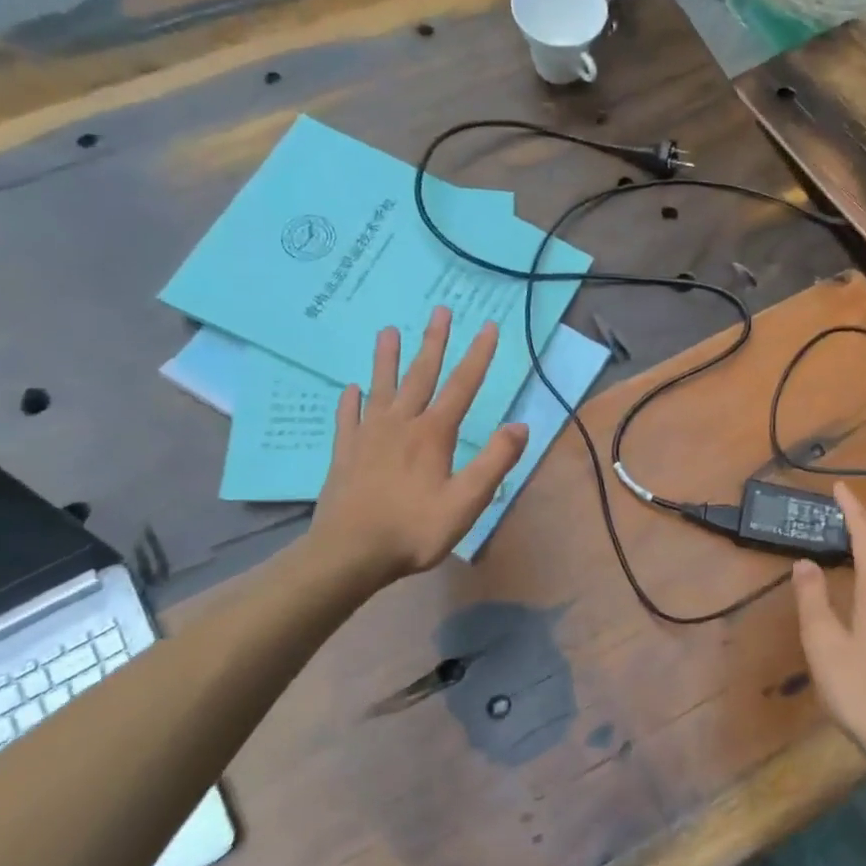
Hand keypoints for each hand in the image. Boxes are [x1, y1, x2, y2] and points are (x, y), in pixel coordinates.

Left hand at [304, 307, 527, 584]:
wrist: (349, 554)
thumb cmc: (414, 530)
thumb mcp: (467, 502)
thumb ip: (494, 461)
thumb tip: (520, 426)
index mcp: (433, 434)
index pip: (462, 386)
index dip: (478, 355)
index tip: (488, 326)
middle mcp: (400, 425)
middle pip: (420, 375)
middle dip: (433, 342)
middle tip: (439, 310)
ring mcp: (367, 437)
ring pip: (381, 388)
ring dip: (387, 360)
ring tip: (388, 331)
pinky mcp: (344, 454)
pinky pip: (348, 419)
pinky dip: (351, 401)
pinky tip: (351, 389)